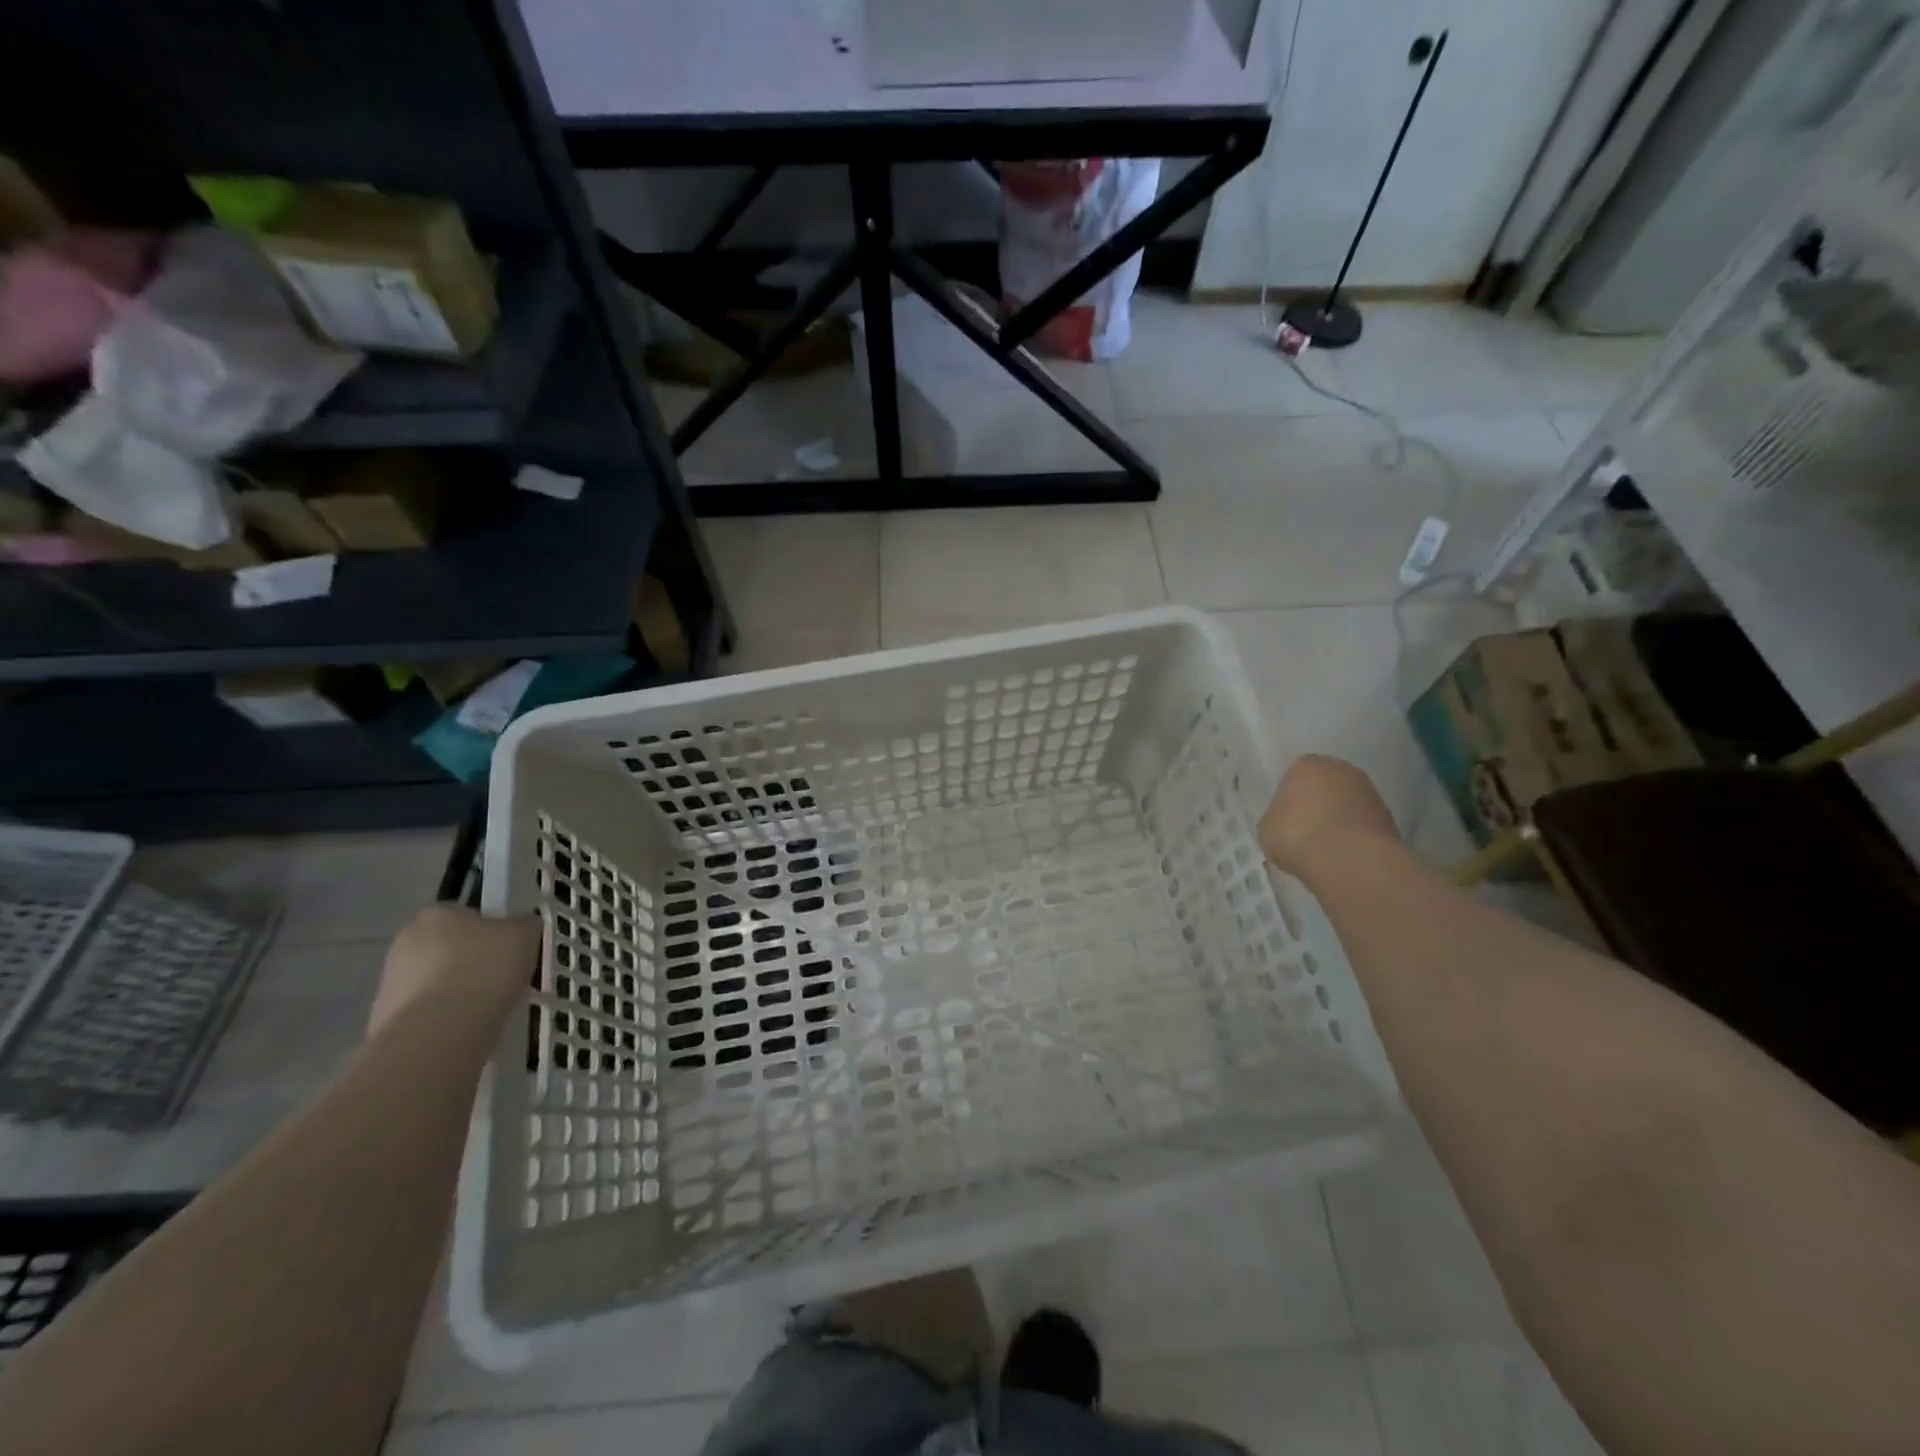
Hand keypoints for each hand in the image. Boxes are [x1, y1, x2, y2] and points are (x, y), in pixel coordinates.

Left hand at [368, 904, 540, 1035]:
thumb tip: (521, 928)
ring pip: (434, 982)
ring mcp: (389, 983)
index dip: (490, 932)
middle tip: (500, 980)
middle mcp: (404, 942)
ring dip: (455, 992)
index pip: (466, 915)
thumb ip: (524, 925)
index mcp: (436, 914)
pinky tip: (465, 1029)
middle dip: (469, 962)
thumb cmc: (485, 969)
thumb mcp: (525, 934)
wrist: (440, 1032)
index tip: (508, 951)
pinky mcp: (384, 1021)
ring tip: (486, 1010)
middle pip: (447, 949)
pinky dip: (443, 1020)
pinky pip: (425, 1013)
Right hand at [1258, 754, 1400, 878]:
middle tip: (1305, 830)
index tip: (1286, 820)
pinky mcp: (1389, 816)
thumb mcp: (1267, 828)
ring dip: (1338, 819)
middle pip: (1324, 785)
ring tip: (1326, 847)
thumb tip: (1284, 823)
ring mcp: (1369, 790)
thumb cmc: (1298, 835)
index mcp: (1306, 765)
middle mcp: (1340, 769)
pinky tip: (1344, 854)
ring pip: (1346, 803)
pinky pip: (1362, 822)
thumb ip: (1276, 818)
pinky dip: (1355, 834)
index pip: (1293, 776)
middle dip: (1316, 804)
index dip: (1289, 799)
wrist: (1350, 860)